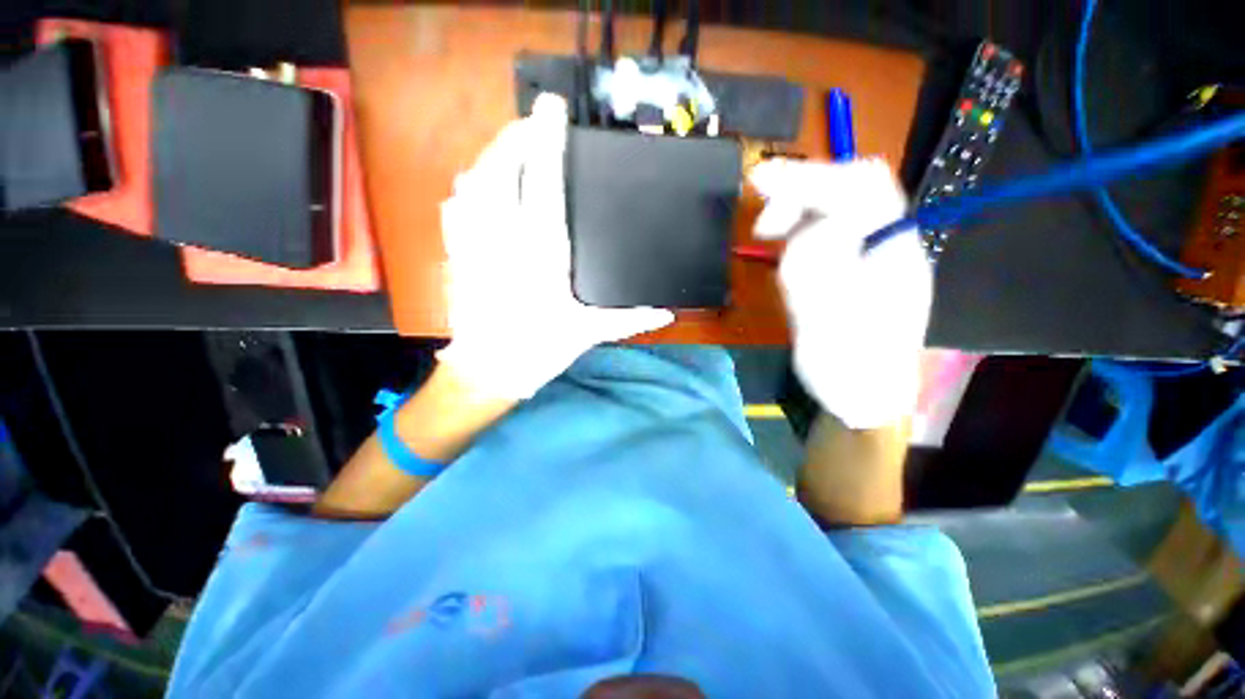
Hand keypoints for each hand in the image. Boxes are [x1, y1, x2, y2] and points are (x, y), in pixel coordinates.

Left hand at [437, 94, 673, 399]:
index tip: (552, 108)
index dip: (548, 140)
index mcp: (542, 252)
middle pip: (502, 168)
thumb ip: (628, 319)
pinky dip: (469, 186)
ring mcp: (475, 242)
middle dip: (516, 137)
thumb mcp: (587, 334)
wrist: (486, 372)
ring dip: (492, 156)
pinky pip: (457, 205)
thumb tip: (665, 312)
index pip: (544, 182)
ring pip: (474, 181)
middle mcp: (505, 238)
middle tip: (534, 124)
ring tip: (512, 149)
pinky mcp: (458, 253)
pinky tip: (479, 185)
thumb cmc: (537, 351)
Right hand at [750, 158, 931, 429]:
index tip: (761, 181)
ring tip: (767, 243)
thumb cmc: (850, 365)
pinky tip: (782, 258)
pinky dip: (794, 239)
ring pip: (827, 212)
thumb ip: (821, 266)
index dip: (811, 177)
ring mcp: (863, 255)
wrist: (859, 394)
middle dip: (799, 197)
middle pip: (847, 190)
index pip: (860, 187)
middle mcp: (883, 242)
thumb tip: (810, 228)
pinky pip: (817, 237)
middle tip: (761, 227)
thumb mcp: (831, 317)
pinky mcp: (843, 270)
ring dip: (793, 221)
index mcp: (893, 249)